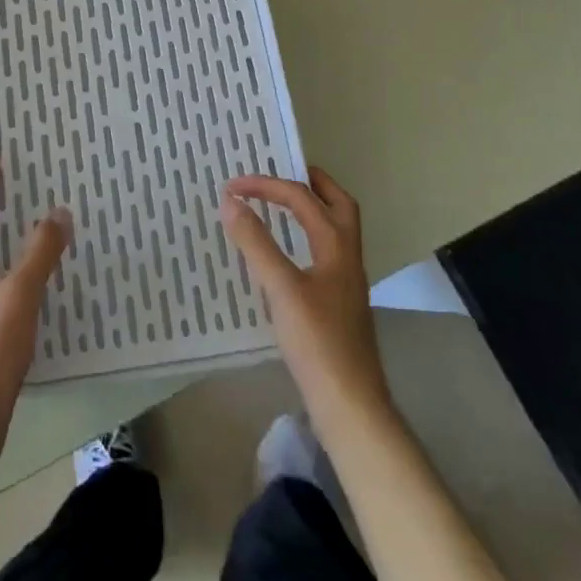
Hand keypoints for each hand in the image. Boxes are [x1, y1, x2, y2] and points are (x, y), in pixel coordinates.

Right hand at [220, 167, 391, 426]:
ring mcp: (346, 282)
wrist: (350, 406)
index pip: (301, 198)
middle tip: (279, 174)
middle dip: (310, 183)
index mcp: (336, 245)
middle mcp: (347, 256)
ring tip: (279, 205)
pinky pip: (324, 252)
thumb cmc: (317, 342)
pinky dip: (305, 237)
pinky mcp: (338, 304)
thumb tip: (230, 200)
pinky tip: (284, 254)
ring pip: (334, 229)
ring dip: (309, 209)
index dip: (266, 185)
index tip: (232, 187)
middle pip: (337, 204)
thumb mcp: (280, 289)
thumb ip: (255, 242)